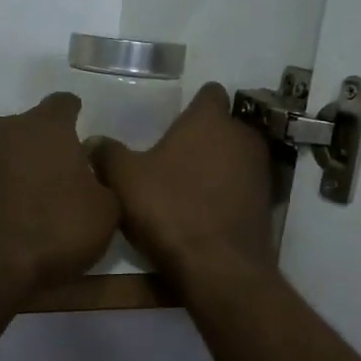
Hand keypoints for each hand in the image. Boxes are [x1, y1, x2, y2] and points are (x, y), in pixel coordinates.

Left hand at [0, 93, 120, 296]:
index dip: (75, 118)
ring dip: (13, 167)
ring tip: (26, 201)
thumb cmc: (51, 234)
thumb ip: (102, 180)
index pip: (64, 104)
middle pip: (28, 127)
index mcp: (45, 126)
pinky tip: (0, 218)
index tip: (80, 139)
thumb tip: (88, 172)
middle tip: (57, 178)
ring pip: (0, 151)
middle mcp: (3, 129)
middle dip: (42, 146)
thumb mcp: (105, 213)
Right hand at [90, 83, 276, 288]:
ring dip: (217, 166)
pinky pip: (242, 186)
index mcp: (210, 120)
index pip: (209, 92)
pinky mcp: (267, 204)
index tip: (172, 122)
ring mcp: (260, 171)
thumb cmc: (170, 210)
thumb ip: (107, 154)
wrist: (219, 267)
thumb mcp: (124, 180)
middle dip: (203, 137)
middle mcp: (243, 136)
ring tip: (186, 187)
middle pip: (223, 125)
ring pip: (235, 156)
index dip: (192, 104)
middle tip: (172, 157)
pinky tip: (203, 212)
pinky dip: (227, 193)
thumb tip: (94, 142)